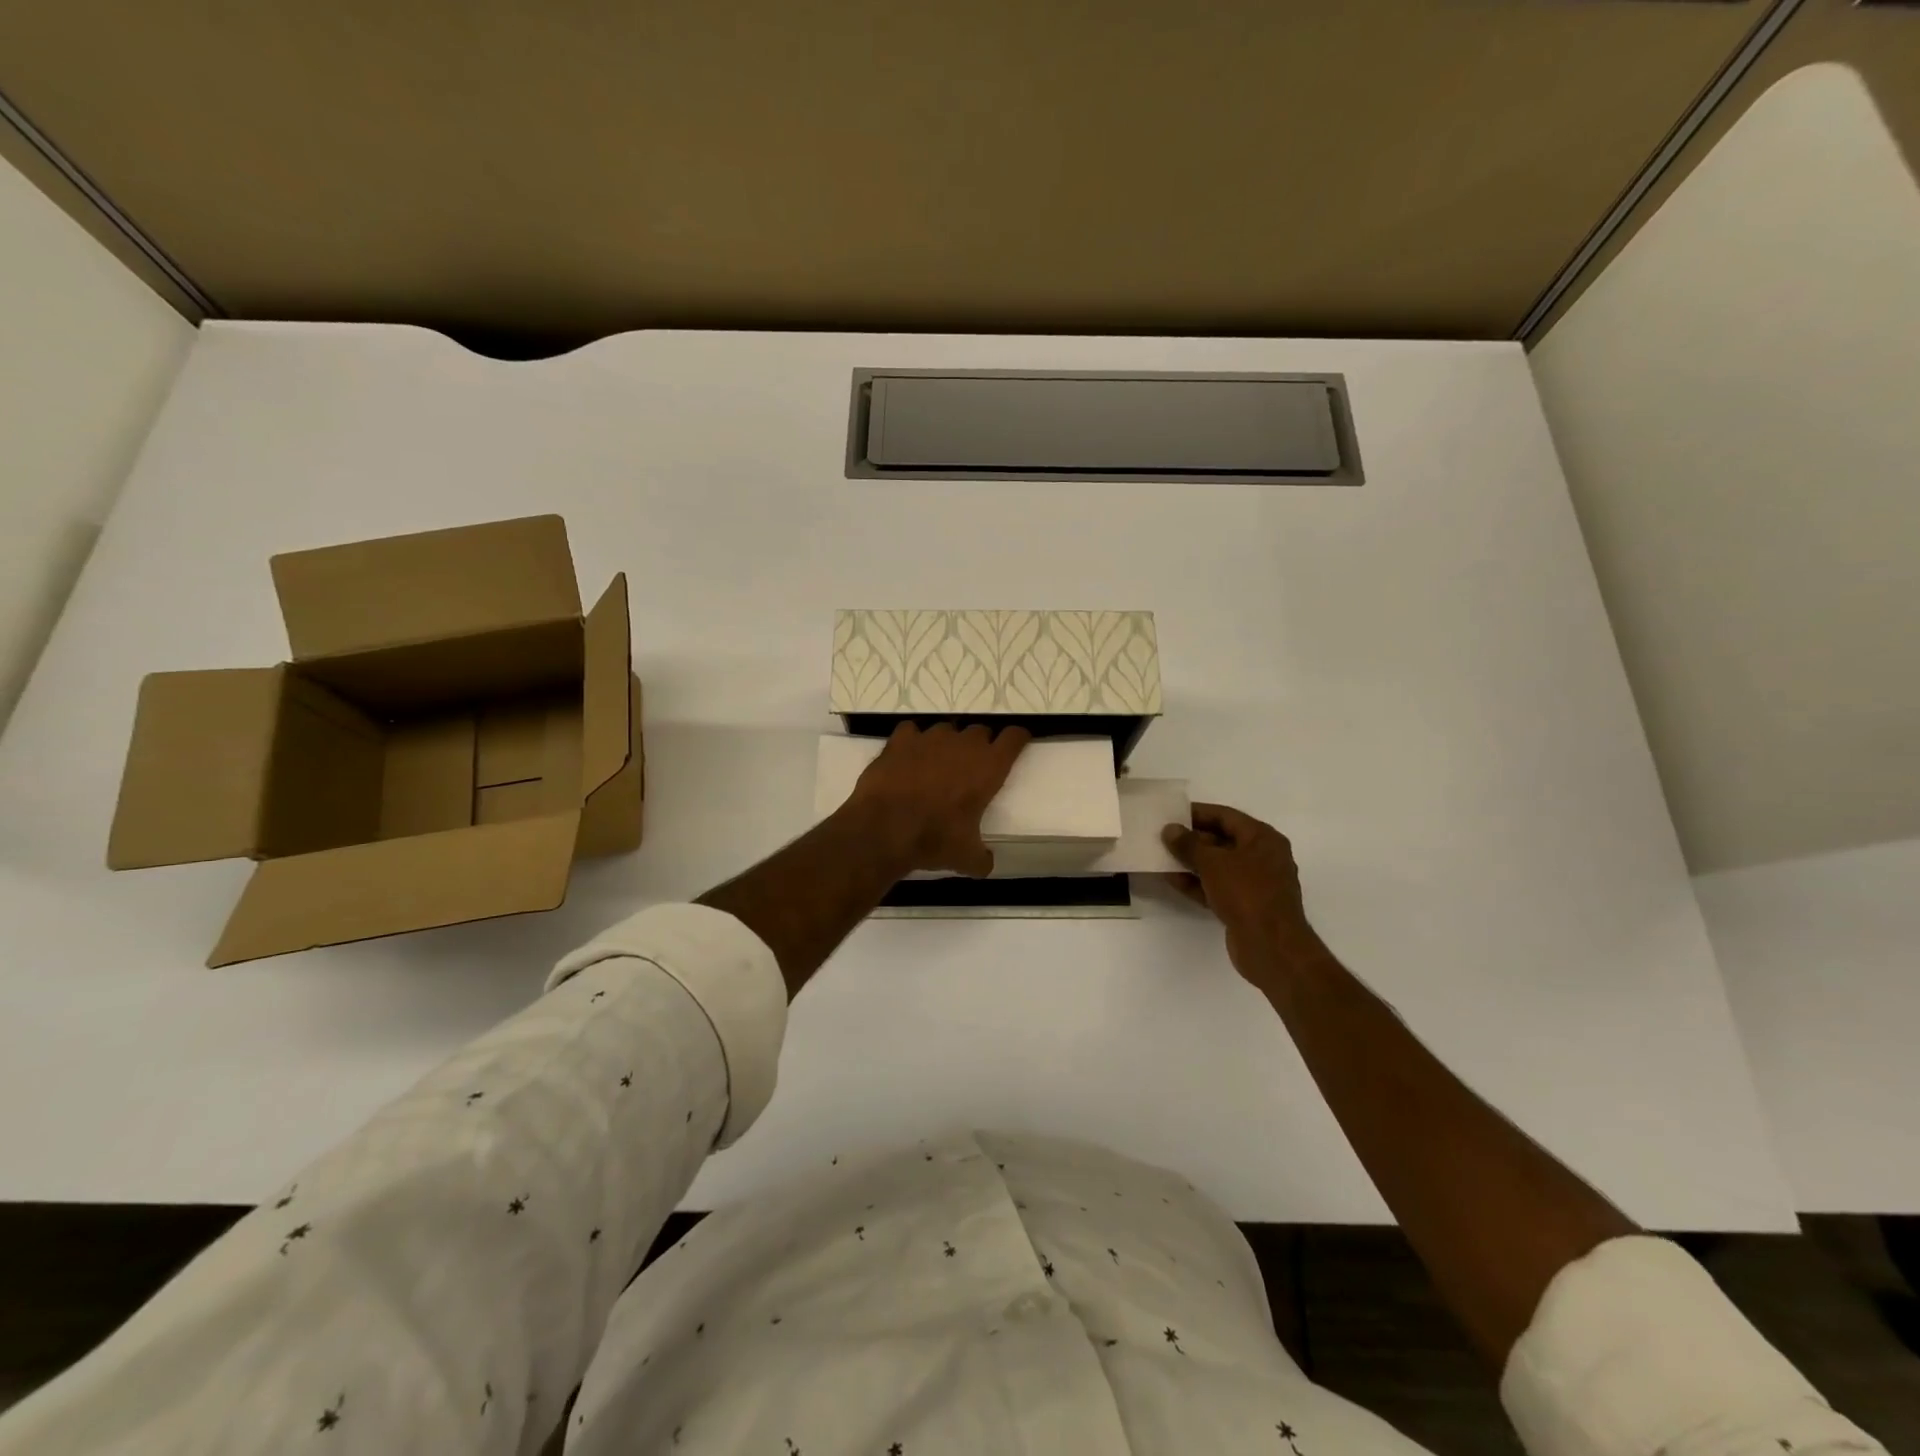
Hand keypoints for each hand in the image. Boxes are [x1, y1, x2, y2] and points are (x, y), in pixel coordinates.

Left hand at [846, 722, 1030, 876]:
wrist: (884, 829)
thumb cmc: (934, 839)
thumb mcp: (966, 858)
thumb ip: (981, 858)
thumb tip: (984, 864)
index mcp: (989, 767)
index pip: (1014, 737)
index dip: (1017, 738)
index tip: (1016, 743)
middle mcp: (963, 744)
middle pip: (980, 731)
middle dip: (980, 745)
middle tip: (972, 767)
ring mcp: (930, 737)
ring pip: (946, 730)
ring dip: (947, 744)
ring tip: (937, 765)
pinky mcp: (901, 740)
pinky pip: (912, 731)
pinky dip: (912, 742)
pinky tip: (907, 758)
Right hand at [1162, 803, 1325, 983]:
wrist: (1271, 946)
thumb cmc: (1247, 893)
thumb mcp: (1213, 863)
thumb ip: (1189, 844)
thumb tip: (1171, 830)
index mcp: (1263, 838)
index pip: (1226, 816)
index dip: (1198, 813)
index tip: (1171, 814)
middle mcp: (1262, 857)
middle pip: (1222, 840)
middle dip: (1192, 840)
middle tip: (1162, 837)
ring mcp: (1255, 883)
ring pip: (1218, 866)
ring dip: (1191, 862)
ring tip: (1162, 857)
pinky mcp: (1245, 906)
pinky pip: (1217, 887)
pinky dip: (1197, 883)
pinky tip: (1172, 880)